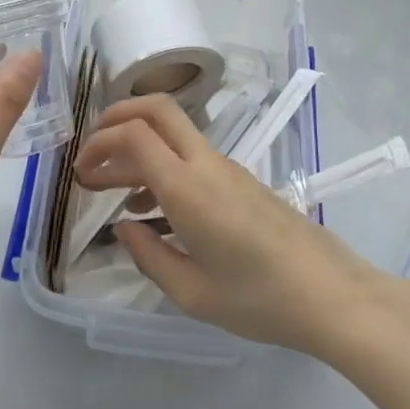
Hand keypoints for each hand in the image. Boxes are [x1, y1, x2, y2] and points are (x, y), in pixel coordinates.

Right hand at [73, 95, 397, 357]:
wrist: (328, 292)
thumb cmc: (258, 299)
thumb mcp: (193, 293)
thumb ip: (150, 256)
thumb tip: (124, 228)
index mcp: (187, 187)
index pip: (135, 134)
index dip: (101, 142)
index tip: (81, 171)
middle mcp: (204, 163)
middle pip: (156, 109)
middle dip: (117, 118)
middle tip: (91, 152)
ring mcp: (225, 167)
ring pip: (172, 133)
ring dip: (137, 147)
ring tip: (107, 188)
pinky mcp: (239, 179)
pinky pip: (189, 156)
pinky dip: (160, 165)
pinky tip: (149, 208)